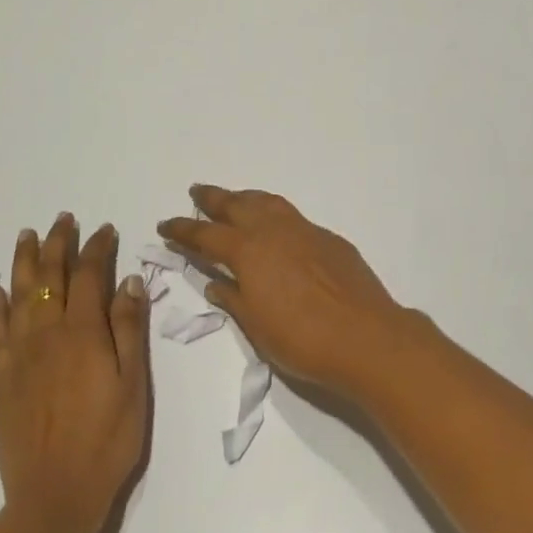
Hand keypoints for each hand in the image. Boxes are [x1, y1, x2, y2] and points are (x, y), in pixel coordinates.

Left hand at [0, 215, 149, 532]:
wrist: (54, 497)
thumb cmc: (107, 440)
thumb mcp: (133, 383)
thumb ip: (129, 328)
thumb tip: (129, 280)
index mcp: (83, 332)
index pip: (89, 275)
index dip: (97, 248)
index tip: (105, 230)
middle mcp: (47, 334)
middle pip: (50, 276)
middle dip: (58, 244)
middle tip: (63, 219)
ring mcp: (20, 355)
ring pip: (19, 295)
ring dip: (24, 262)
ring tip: (27, 236)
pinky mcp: (2, 379)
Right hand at [158, 186, 413, 399]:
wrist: (366, 337)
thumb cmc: (303, 340)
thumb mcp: (257, 327)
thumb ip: (234, 299)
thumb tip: (216, 283)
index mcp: (249, 252)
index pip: (206, 235)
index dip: (183, 229)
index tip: (166, 224)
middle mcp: (274, 231)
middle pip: (237, 205)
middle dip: (214, 199)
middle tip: (197, 192)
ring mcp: (305, 230)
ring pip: (268, 203)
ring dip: (246, 198)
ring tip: (234, 199)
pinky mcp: (329, 238)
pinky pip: (293, 217)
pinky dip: (275, 214)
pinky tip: (277, 228)